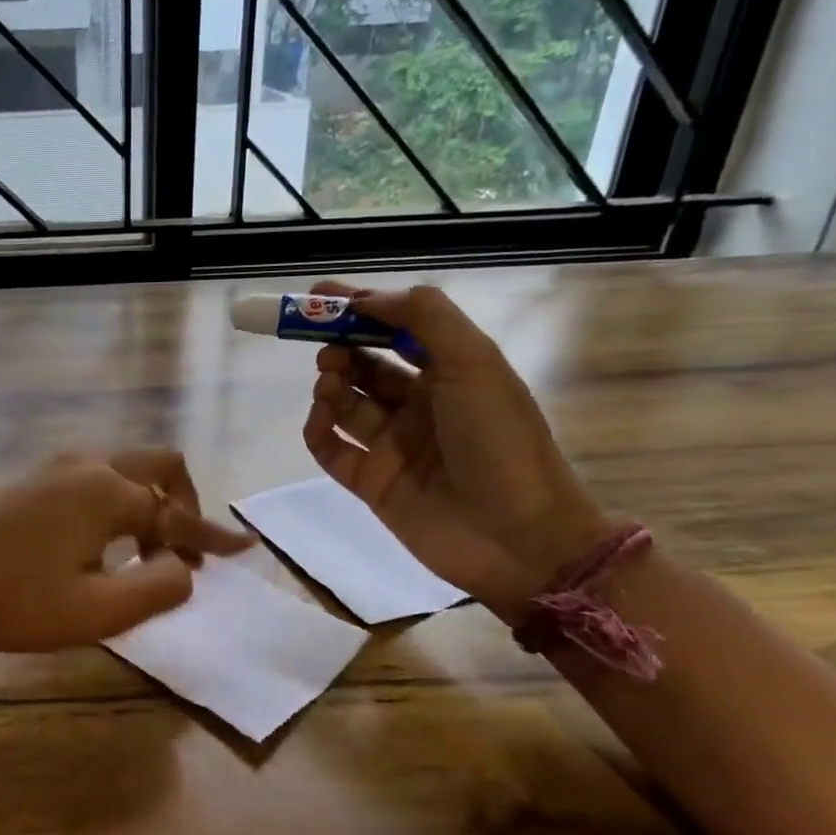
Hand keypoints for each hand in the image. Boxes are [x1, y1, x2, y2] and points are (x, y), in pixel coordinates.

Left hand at [0, 449, 254, 657]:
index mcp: (108, 491)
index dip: (213, 538)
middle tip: (187, 548)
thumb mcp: (100, 611)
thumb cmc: (16, 603)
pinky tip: (101, 542)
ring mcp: (52, 469)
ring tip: (147, 551)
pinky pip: (93, 478)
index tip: (243, 552)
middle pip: (158, 466)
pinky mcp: (28, 482)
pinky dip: (116, 502)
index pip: (178, 515)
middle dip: (184, 503)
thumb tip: (186, 569)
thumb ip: (160, 587)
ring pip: (123, 468)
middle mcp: (86, 466)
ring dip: (148, 502)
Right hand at [301, 280, 610, 617]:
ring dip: (331, 384)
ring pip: (346, 403)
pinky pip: (331, 447)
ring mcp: (393, 445)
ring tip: (329, 381)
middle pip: (366, 364)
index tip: (318, 296)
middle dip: (341, 347)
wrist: (517, 538)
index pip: (396, 329)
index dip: (359, 309)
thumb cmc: (500, 442)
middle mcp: (420, 405)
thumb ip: (424, 318)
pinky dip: (318, 428)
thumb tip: (367, 298)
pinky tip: (320, 418)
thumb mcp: (474, 363)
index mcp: (450, 373)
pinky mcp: (371, 481)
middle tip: (325, 346)